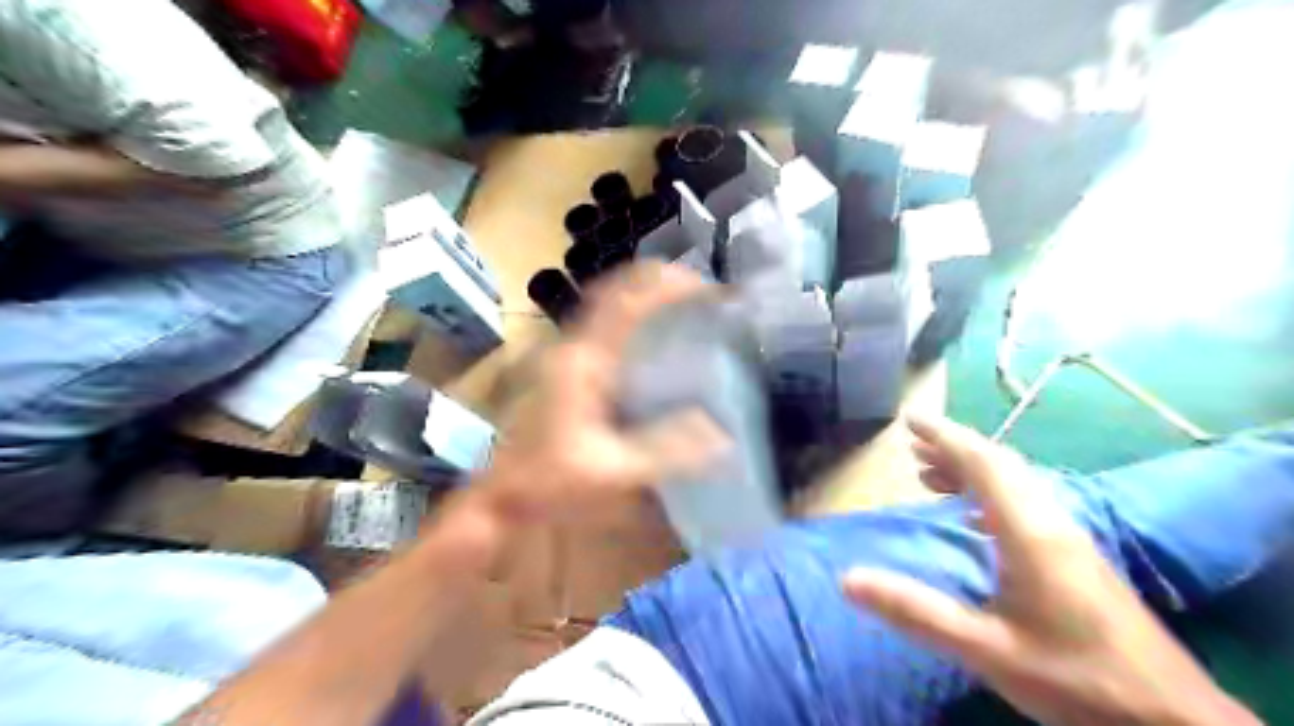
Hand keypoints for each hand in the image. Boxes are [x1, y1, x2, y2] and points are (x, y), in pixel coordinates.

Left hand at [471, 263, 725, 524]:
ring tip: (688, 311)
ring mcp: (566, 358)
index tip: (706, 287)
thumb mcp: (613, 471)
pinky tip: (658, 348)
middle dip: (659, 285)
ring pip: (609, 309)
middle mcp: (571, 348)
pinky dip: (635, 324)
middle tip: (703, 295)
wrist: (501, 500)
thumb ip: (666, 451)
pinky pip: (607, 331)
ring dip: (646, 301)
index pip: (624, 302)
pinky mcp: (568, 373)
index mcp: (582, 362)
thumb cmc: (549, 484)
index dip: (665, 285)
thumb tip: (721, 433)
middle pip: (616, 293)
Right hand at [839, 417, 1253, 725]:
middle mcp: (1051, 522)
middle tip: (912, 442)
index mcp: (1029, 532)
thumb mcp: (985, 648)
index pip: (982, 464)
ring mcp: (1069, 539)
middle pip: (1000, 466)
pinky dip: (989, 493)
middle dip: (954, 447)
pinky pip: (1024, 503)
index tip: (909, 418)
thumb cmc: (1075, 678)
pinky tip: (975, 516)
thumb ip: (915, 611)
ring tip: (930, 473)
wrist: (1172, 720)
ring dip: (971, 469)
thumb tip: (847, 578)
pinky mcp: (1076, 558)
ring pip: (1015, 484)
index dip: (944, 436)